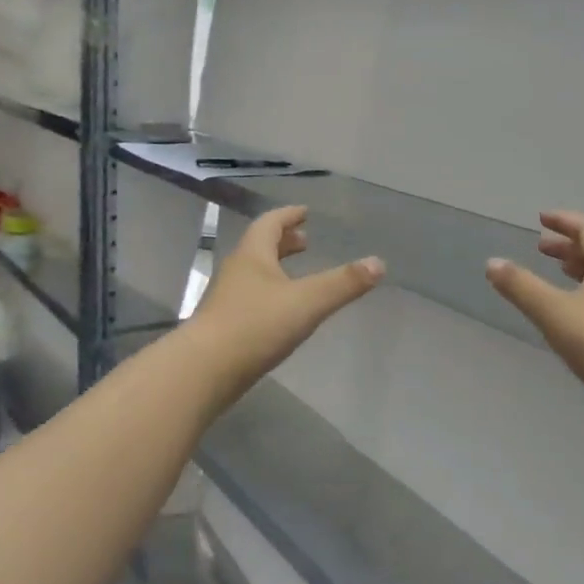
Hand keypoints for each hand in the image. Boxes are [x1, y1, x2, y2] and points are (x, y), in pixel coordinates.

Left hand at [190, 206, 383, 400]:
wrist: (204, 370)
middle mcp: (236, 271)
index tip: (304, 212)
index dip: (288, 216)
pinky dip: (269, 293)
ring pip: (254, 274)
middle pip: (260, 247)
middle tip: (305, 241)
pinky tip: (282, 312)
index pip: (270, 224)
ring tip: (297, 275)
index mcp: (253, 256)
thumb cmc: (255, 326)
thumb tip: (379, 263)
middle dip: (284, 242)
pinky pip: (250, 298)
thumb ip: (343, 283)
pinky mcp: (224, 326)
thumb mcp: (307, 302)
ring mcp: (227, 300)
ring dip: (275, 267)